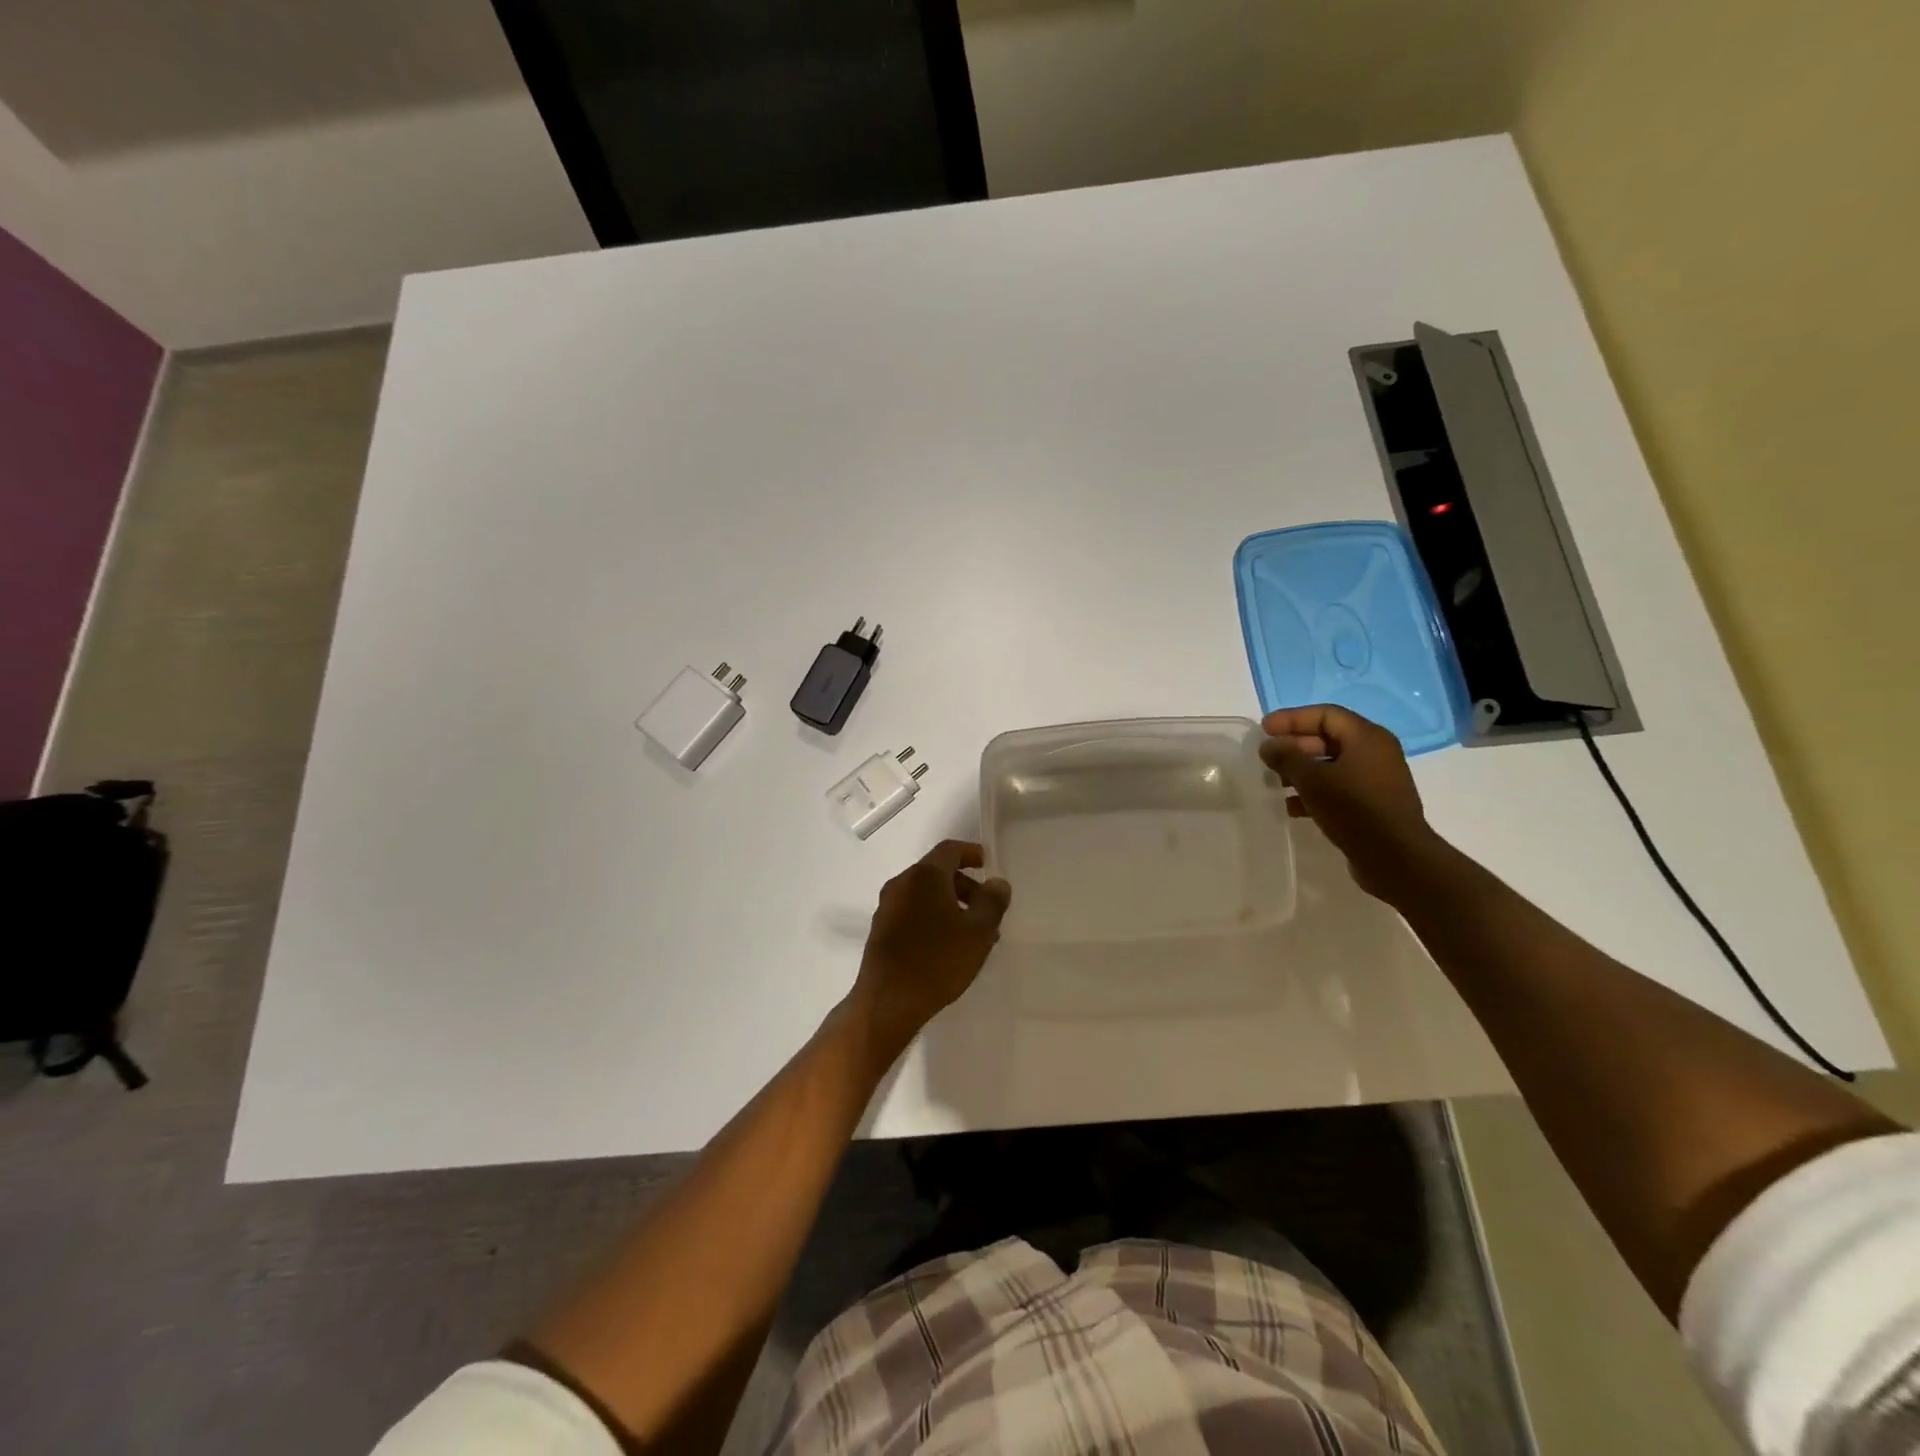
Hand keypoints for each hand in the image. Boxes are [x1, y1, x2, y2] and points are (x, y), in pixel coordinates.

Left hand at [849, 840, 1011, 1052]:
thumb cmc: (937, 961)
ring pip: (924, 894)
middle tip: (986, 908)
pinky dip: (932, 917)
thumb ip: (992, 902)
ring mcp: (887, 907)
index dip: (971, 852)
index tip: (988, 864)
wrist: (887, 1002)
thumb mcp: (978, 932)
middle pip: (937, 872)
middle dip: (964, 885)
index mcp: (925, 875)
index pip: (950, 849)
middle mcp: (902, 883)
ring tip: (971, 933)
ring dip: (950, 904)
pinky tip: (946, 946)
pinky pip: (912, 911)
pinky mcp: (880, 930)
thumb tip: (997, 882)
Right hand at [1260, 705, 1448, 902]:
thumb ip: (1287, 757)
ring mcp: (1375, 780)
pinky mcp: (1372, 804)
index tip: (1264, 729)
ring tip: (1274, 783)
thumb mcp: (1312, 779)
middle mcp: (1375, 753)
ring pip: (1331, 766)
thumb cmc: (1354, 809)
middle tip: (1266, 758)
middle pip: (1328, 739)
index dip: (1292, 719)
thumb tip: (1269, 746)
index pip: (1325, 715)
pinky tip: (1291, 807)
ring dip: (1301, 772)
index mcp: (1367, 738)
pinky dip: (1314, 792)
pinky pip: (1338, 788)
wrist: (1395, 858)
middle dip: (1294, 747)